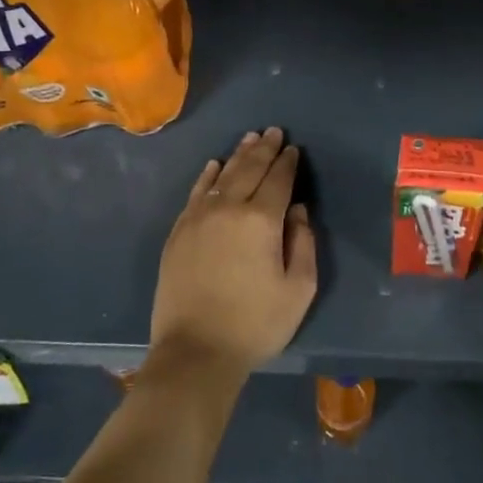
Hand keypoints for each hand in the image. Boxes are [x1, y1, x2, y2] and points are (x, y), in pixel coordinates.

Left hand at [150, 128, 318, 381]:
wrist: (196, 351)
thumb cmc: (256, 323)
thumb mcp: (299, 289)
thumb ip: (303, 243)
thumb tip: (296, 210)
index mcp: (262, 220)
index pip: (278, 180)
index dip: (287, 162)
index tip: (293, 149)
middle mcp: (228, 208)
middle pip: (249, 169)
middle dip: (264, 148)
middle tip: (273, 131)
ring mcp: (198, 218)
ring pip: (221, 175)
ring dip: (238, 155)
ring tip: (249, 139)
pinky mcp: (179, 232)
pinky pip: (195, 193)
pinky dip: (206, 175)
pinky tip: (214, 165)